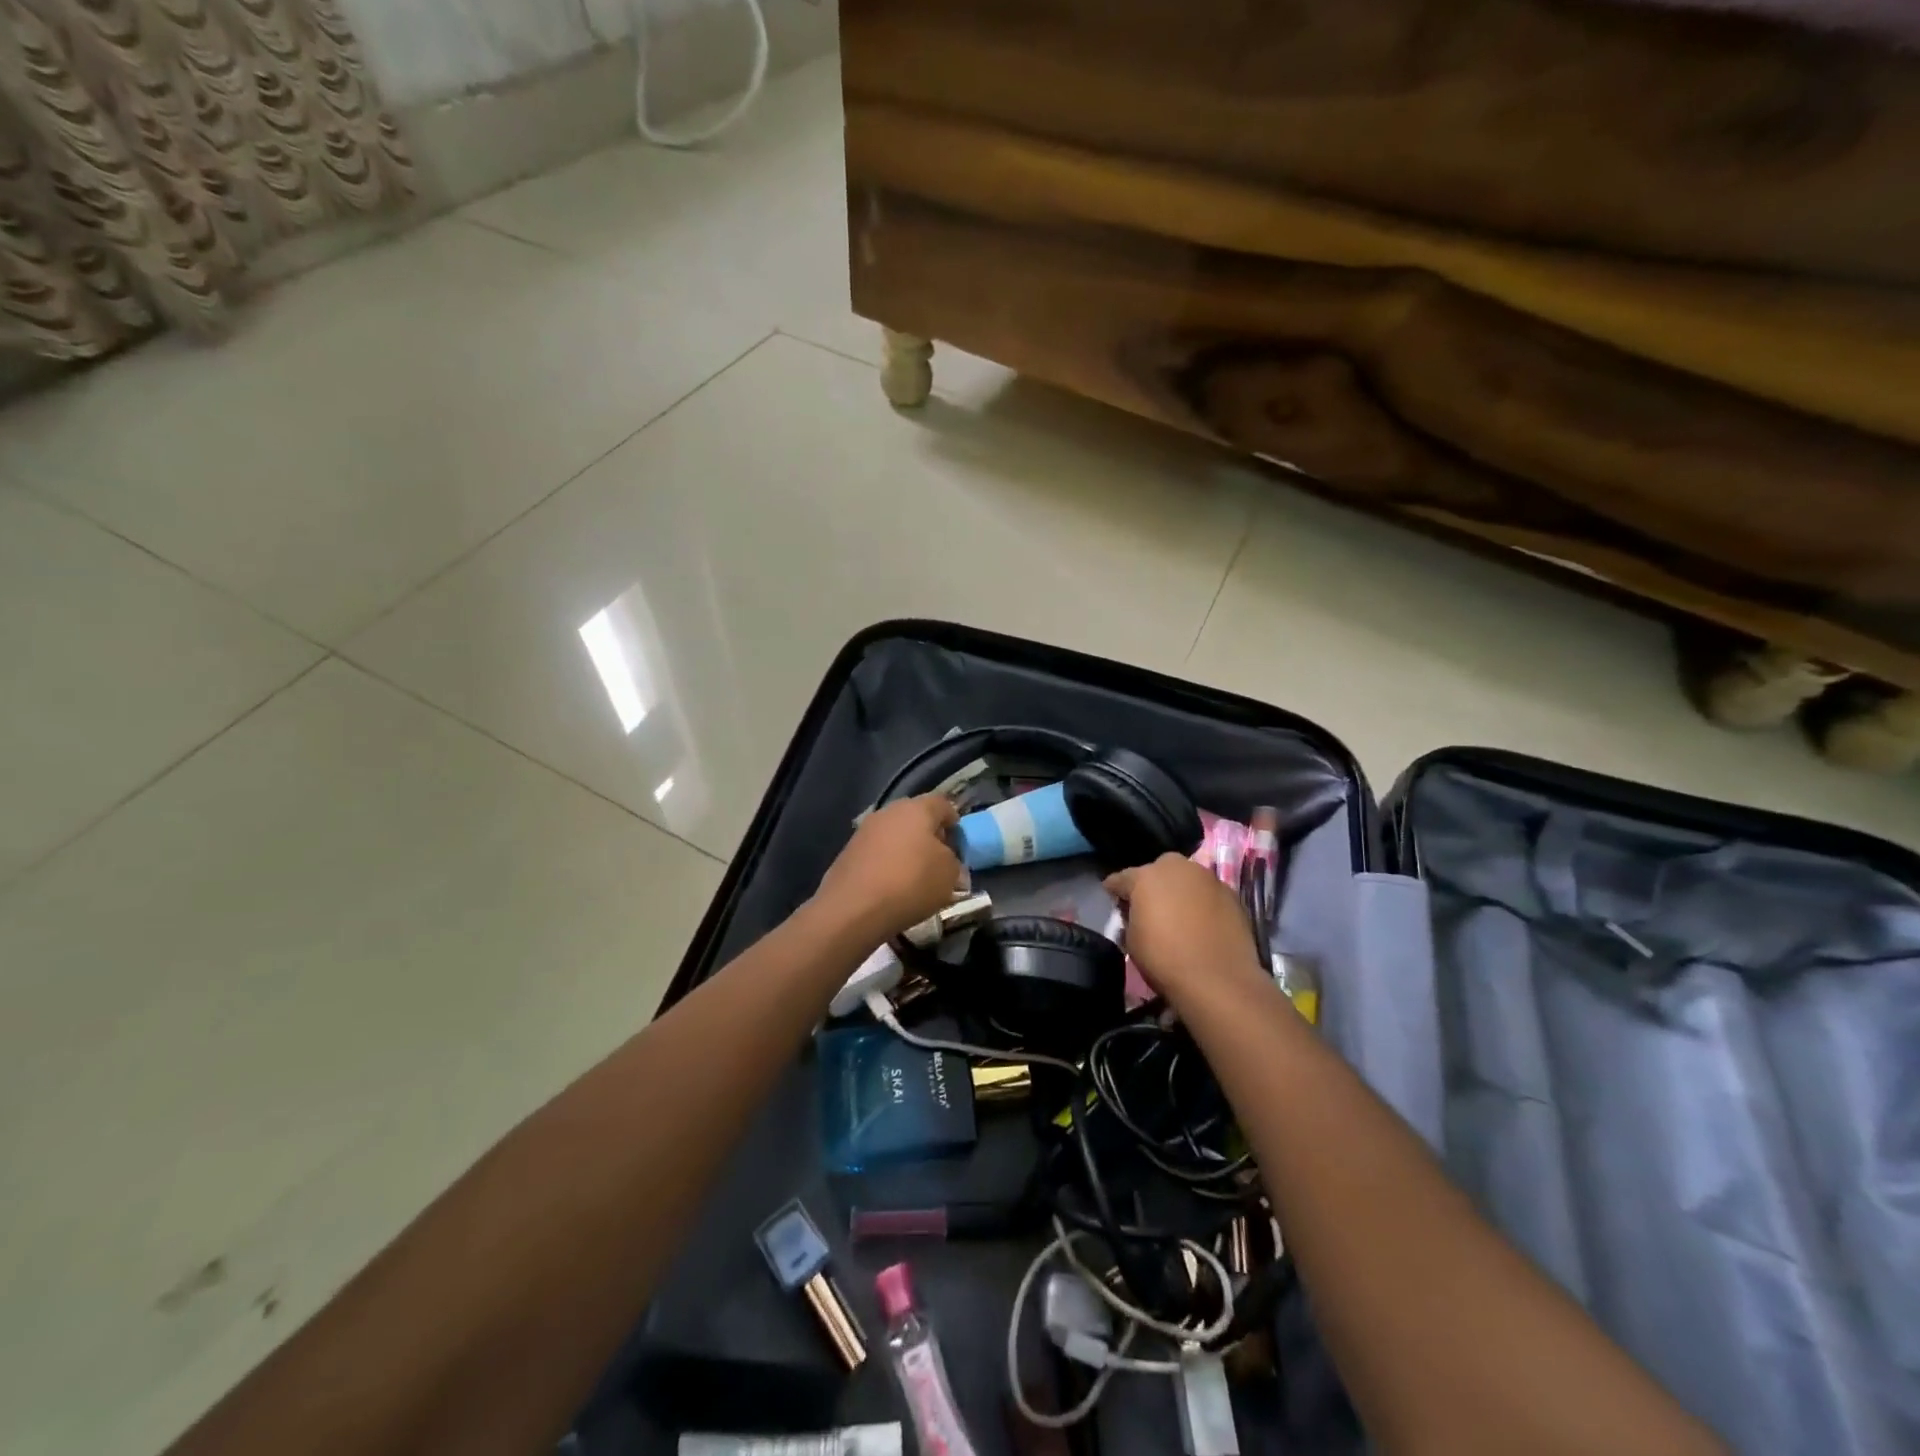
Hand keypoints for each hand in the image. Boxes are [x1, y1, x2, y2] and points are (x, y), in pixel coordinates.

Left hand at [815, 794, 962, 943]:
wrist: (853, 909)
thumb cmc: (910, 883)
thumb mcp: (950, 875)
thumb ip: (954, 861)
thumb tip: (946, 860)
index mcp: (917, 808)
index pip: (943, 804)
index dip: (955, 823)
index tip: (960, 846)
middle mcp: (889, 812)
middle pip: (916, 817)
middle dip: (929, 836)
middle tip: (939, 861)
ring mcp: (865, 830)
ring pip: (895, 834)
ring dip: (907, 850)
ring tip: (915, 877)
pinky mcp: (848, 852)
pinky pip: (877, 852)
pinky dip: (887, 864)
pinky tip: (892, 886)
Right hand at [1106, 853, 1266, 1005]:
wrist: (1218, 980)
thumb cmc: (1164, 959)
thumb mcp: (1131, 941)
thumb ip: (1130, 917)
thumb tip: (1136, 914)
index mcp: (1146, 876)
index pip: (1121, 878)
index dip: (1114, 890)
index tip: (1111, 899)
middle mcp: (1177, 867)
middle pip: (1157, 870)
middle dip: (1151, 884)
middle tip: (1149, 907)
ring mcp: (1208, 878)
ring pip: (1186, 879)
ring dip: (1179, 891)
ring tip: (1179, 914)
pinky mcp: (1232, 894)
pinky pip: (1208, 894)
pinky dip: (1202, 903)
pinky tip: (1202, 923)